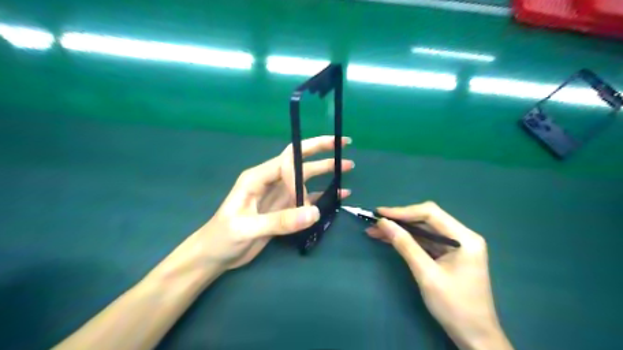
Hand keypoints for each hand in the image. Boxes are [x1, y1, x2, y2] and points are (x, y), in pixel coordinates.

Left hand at [193, 135, 352, 272]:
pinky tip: (338, 195)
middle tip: (343, 144)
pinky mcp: (284, 210)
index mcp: (257, 177)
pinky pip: (307, 199)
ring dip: (326, 172)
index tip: (320, 170)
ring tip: (347, 167)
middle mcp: (271, 181)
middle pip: (299, 162)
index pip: (286, 160)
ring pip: (306, 179)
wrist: (215, 255)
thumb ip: (280, 221)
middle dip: (321, 152)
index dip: (305, 159)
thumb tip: (315, 212)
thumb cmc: (223, 237)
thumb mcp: (247, 228)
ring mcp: (279, 195)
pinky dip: (323, 196)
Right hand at [366, 202, 510, 349]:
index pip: (430, 213)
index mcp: (464, 237)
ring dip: (400, 231)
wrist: (475, 337)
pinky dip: (407, 241)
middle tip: (374, 222)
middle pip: (426, 219)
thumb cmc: (454, 306)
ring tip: (375, 231)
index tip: (380, 213)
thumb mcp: (426, 274)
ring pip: (423, 230)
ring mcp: (455, 246)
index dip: (403, 211)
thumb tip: (383, 223)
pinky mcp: (448, 255)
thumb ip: (405, 245)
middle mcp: (461, 236)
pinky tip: (389, 240)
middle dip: (399, 221)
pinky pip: (424, 242)